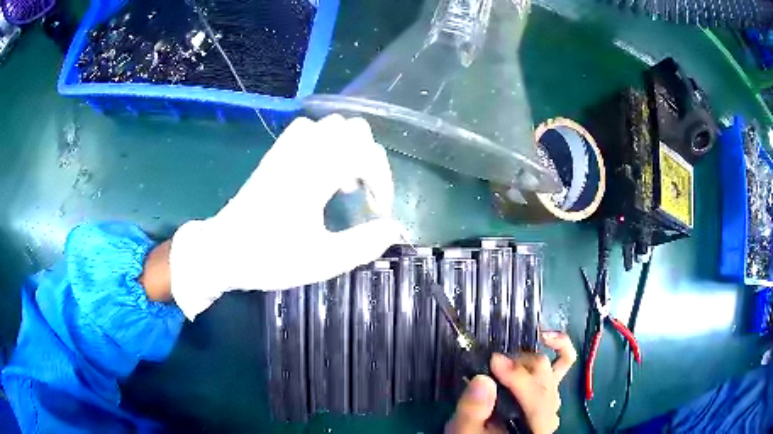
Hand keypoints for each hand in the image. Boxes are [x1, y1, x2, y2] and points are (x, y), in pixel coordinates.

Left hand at [169, 115, 401, 318]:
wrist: (223, 250)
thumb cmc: (269, 258)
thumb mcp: (322, 261)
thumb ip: (363, 245)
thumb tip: (394, 229)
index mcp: (314, 175)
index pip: (364, 154)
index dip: (382, 181)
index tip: (378, 212)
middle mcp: (302, 153)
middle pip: (352, 129)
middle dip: (369, 159)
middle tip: (362, 194)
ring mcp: (286, 150)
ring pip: (331, 124)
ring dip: (348, 149)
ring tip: (342, 182)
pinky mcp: (275, 155)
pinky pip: (308, 129)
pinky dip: (325, 142)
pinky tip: (321, 170)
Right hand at [445, 332, 576, 433]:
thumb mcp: (466, 429)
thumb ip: (473, 410)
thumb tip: (482, 379)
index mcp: (536, 427)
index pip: (535, 397)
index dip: (517, 376)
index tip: (493, 361)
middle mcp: (551, 410)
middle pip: (544, 377)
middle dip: (518, 366)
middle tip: (491, 364)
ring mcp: (554, 398)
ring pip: (552, 367)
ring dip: (527, 359)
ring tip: (503, 359)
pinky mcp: (550, 389)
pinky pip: (565, 361)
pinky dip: (559, 345)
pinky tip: (544, 336)